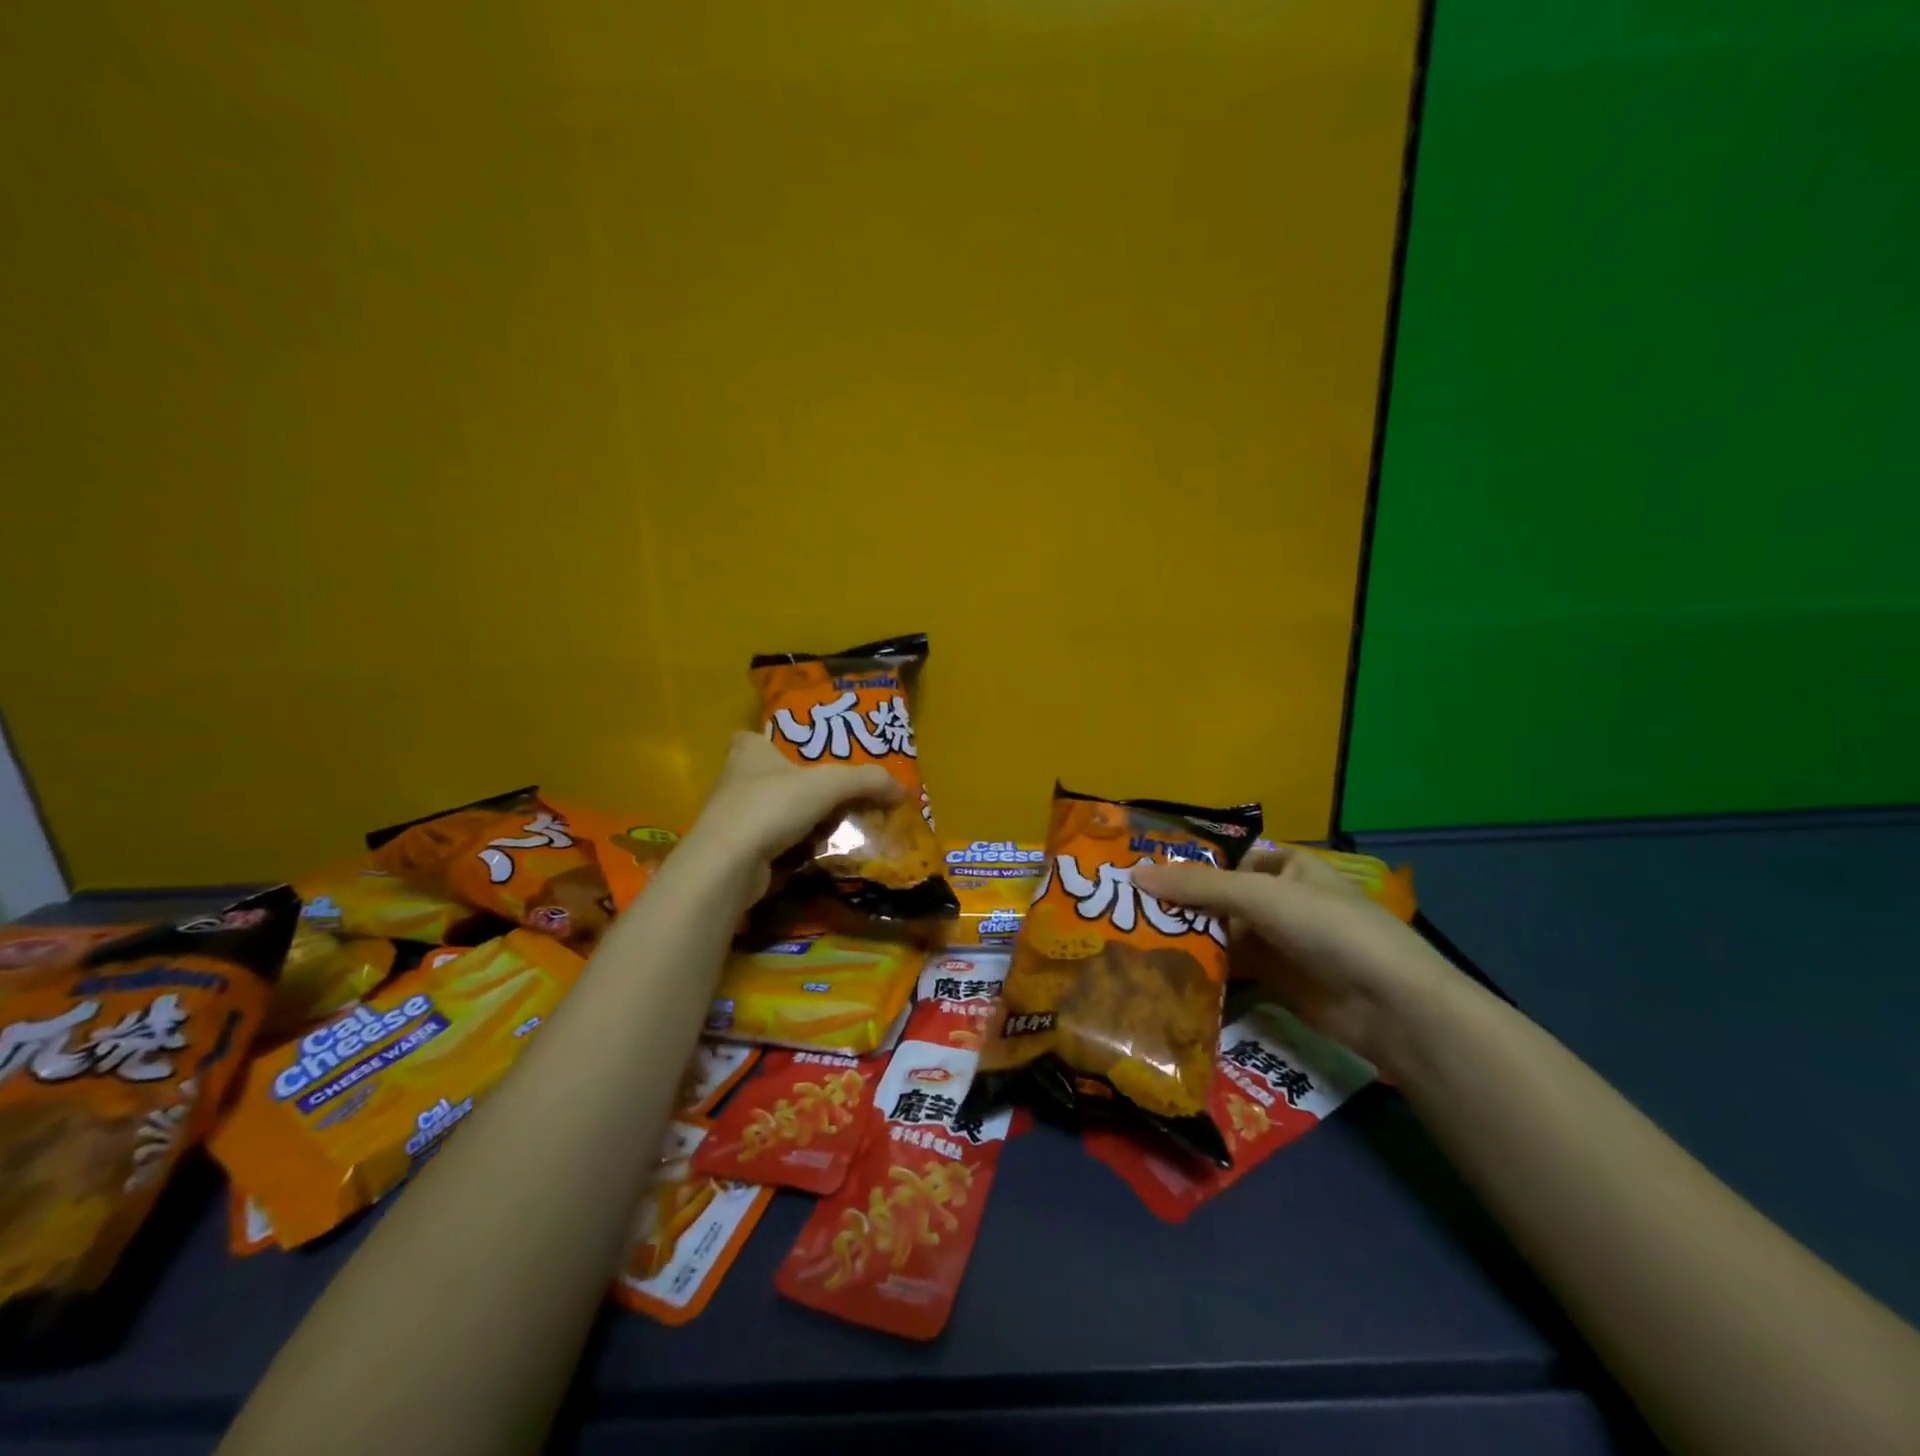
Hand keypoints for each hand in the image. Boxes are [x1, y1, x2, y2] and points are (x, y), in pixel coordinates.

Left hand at [677, 732, 903, 903]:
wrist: (728, 865)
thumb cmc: (771, 806)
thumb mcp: (829, 784)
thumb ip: (867, 781)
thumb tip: (902, 789)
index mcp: (750, 752)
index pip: (754, 736)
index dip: (775, 742)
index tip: (801, 754)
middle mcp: (735, 781)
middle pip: (773, 777)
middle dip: (802, 787)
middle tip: (838, 795)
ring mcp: (732, 819)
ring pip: (774, 813)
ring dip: (802, 820)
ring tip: (836, 826)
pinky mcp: (737, 852)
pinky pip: (774, 843)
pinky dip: (794, 847)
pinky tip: (816, 853)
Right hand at [1131, 848, 1466, 1079]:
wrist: (1388, 1004)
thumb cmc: (1326, 928)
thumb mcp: (1258, 896)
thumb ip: (1197, 886)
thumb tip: (1134, 875)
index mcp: (1285, 868)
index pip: (1227, 861)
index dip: (1189, 866)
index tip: (1143, 876)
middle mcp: (1280, 901)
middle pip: (1221, 899)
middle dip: (1182, 906)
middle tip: (1128, 912)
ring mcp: (1279, 943)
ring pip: (1223, 934)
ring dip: (1189, 938)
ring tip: (1135, 940)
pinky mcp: (1275, 981)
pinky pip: (1232, 968)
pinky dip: (1204, 970)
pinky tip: (1166, 972)